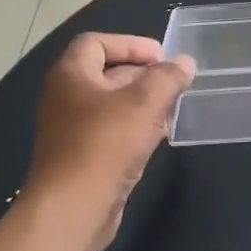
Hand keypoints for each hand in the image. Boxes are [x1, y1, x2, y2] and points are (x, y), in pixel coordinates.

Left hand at [26, 34, 194, 250]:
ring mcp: (71, 129)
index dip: (130, 43)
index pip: (97, 42)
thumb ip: (167, 78)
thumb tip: (184, 63)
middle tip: (173, 81)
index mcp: (70, 75)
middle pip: (105, 72)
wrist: (73, 208)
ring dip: (142, 101)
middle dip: (142, 73)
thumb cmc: (105, 144)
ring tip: (173, 106)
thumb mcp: (144, 103)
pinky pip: (111, 130)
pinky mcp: (82, 156)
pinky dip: (135, 126)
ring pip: (111, 104)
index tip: (161, 56)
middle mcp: (65, 97)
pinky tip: (159, 135)